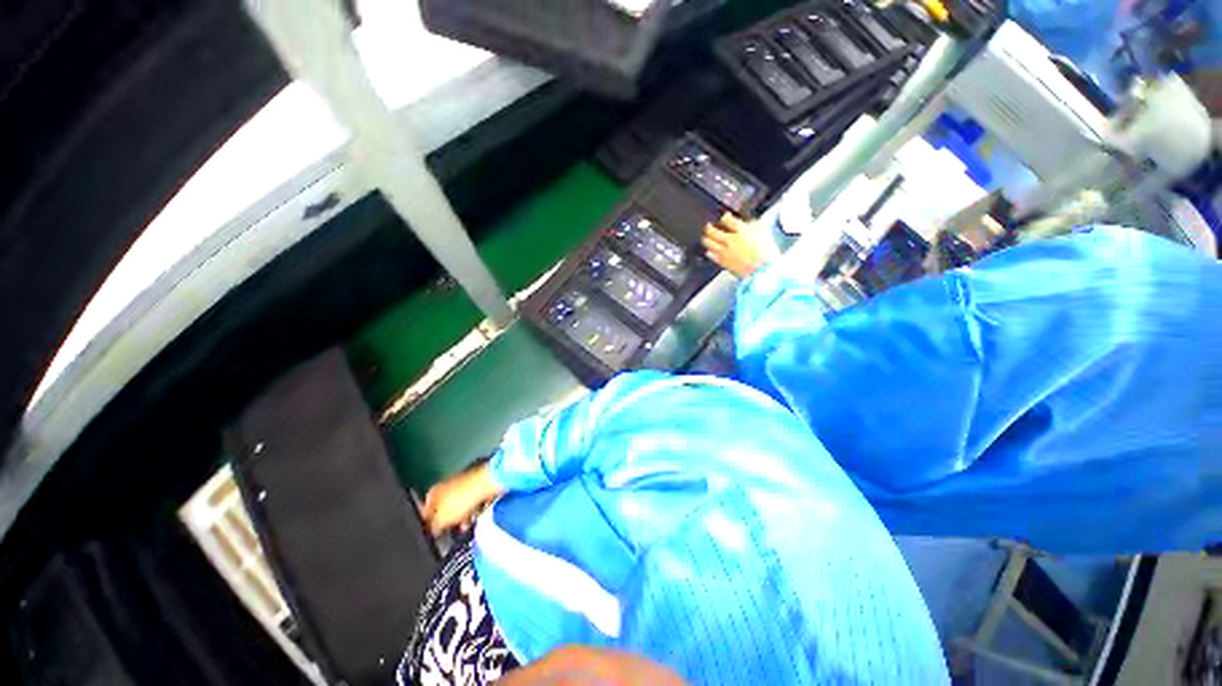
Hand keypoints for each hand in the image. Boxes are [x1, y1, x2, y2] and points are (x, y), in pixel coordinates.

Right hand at [421, 463, 504, 536]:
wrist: (486, 484)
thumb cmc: (463, 497)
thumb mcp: (441, 519)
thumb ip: (434, 527)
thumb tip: (432, 532)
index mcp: (434, 492)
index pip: (425, 510)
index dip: (428, 524)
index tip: (432, 533)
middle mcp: (447, 487)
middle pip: (444, 509)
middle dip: (448, 522)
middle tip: (451, 531)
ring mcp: (462, 486)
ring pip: (459, 507)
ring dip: (462, 518)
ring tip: (465, 526)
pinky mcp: (476, 487)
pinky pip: (472, 503)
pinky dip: (473, 510)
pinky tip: (476, 517)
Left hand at [702, 212, 775, 277]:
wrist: (763, 271)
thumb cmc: (767, 254)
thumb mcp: (765, 235)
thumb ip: (755, 227)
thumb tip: (750, 224)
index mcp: (741, 230)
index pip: (727, 219)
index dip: (725, 217)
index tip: (725, 217)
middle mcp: (730, 240)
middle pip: (712, 231)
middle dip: (709, 227)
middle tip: (709, 226)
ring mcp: (724, 252)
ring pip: (708, 242)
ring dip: (706, 239)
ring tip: (706, 237)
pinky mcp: (722, 262)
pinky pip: (711, 255)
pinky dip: (709, 252)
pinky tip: (709, 251)